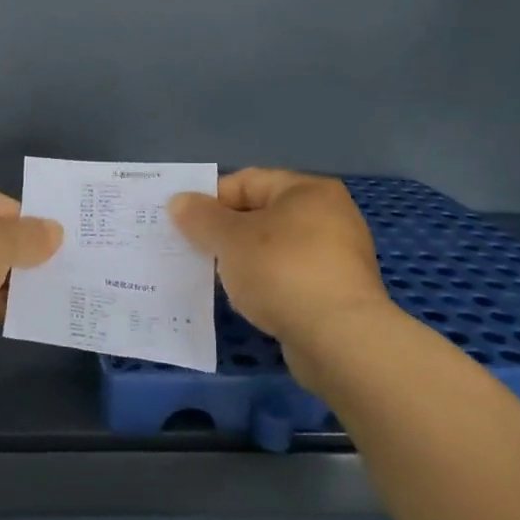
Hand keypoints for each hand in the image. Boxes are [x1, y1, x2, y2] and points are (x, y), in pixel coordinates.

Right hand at [169, 169, 391, 391]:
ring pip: (275, 250)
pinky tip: (248, 302)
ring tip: (216, 279)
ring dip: (244, 262)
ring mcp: (338, 257)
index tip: (184, 224)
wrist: (339, 338)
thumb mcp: (229, 239)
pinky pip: (290, 279)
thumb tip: (179, 201)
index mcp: (307, 190)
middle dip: (226, 233)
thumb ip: (201, 217)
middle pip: (262, 215)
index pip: (247, 181)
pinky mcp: (339, 294)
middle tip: (194, 251)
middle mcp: (330, 216)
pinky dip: (267, 286)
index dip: (211, 199)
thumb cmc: (282, 271)